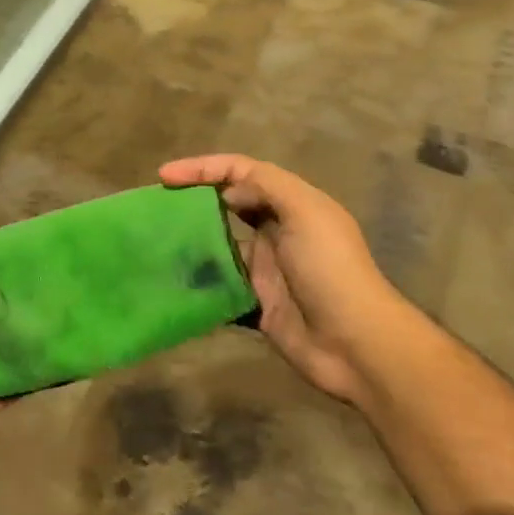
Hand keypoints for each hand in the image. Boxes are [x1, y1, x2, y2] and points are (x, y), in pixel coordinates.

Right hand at [160, 154, 400, 407]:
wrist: (357, 345)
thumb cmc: (331, 269)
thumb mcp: (305, 212)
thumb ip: (266, 187)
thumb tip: (225, 192)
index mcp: (291, 204)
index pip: (241, 172)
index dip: (203, 168)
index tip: (165, 176)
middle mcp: (277, 231)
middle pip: (228, 205)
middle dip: (194, 200)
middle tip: (157, 207)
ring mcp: (266, 269)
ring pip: (220, 246)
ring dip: (193, 243)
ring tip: (156, 244)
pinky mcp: (258, 304)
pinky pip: (221, 288)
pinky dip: (200, 284)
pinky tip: (174, 282)